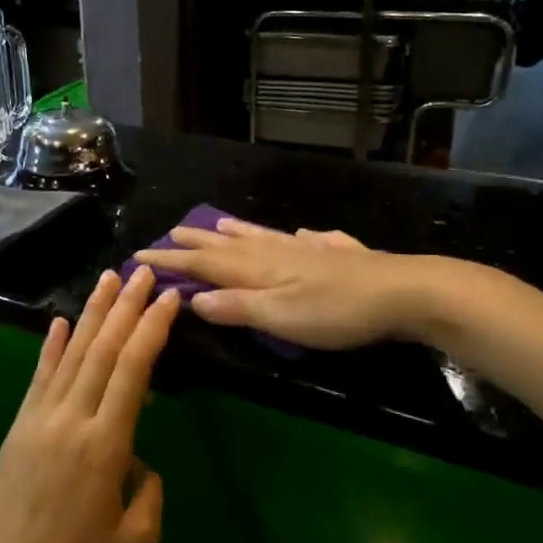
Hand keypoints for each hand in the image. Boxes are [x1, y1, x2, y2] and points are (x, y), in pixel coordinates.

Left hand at [0, 267, 179, 542]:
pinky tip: (60, 319)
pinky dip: (50, 345)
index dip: (151, 329)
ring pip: (70, 353)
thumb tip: (138, 459)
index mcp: (105, 446)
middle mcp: (71, 420)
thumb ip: (149, 491)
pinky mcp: (18, 425)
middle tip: (144, 272)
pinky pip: (39, 376)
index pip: (132, 370)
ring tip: (109, 278)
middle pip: (102, 350)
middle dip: (126, 307)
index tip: (169, 298)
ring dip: (92, 312)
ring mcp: (39, 418)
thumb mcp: (135, 541)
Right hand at [135, 217, 466, 350]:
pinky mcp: (336, 254)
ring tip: (215, 224)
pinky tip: (299, 234)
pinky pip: (302, 239)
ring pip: (261, 237)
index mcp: (258, 268)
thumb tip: (192, 298)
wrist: (403, 291)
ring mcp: (307, 249)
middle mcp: (277, 252)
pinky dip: (289, 236)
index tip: (139, 254)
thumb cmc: (337, 312)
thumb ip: (237, 307)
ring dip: (234, 232)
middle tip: (168, 234)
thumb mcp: (281, 318)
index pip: (203, 263)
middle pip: (227, 245)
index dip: (171, 260)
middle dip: (195, 242)